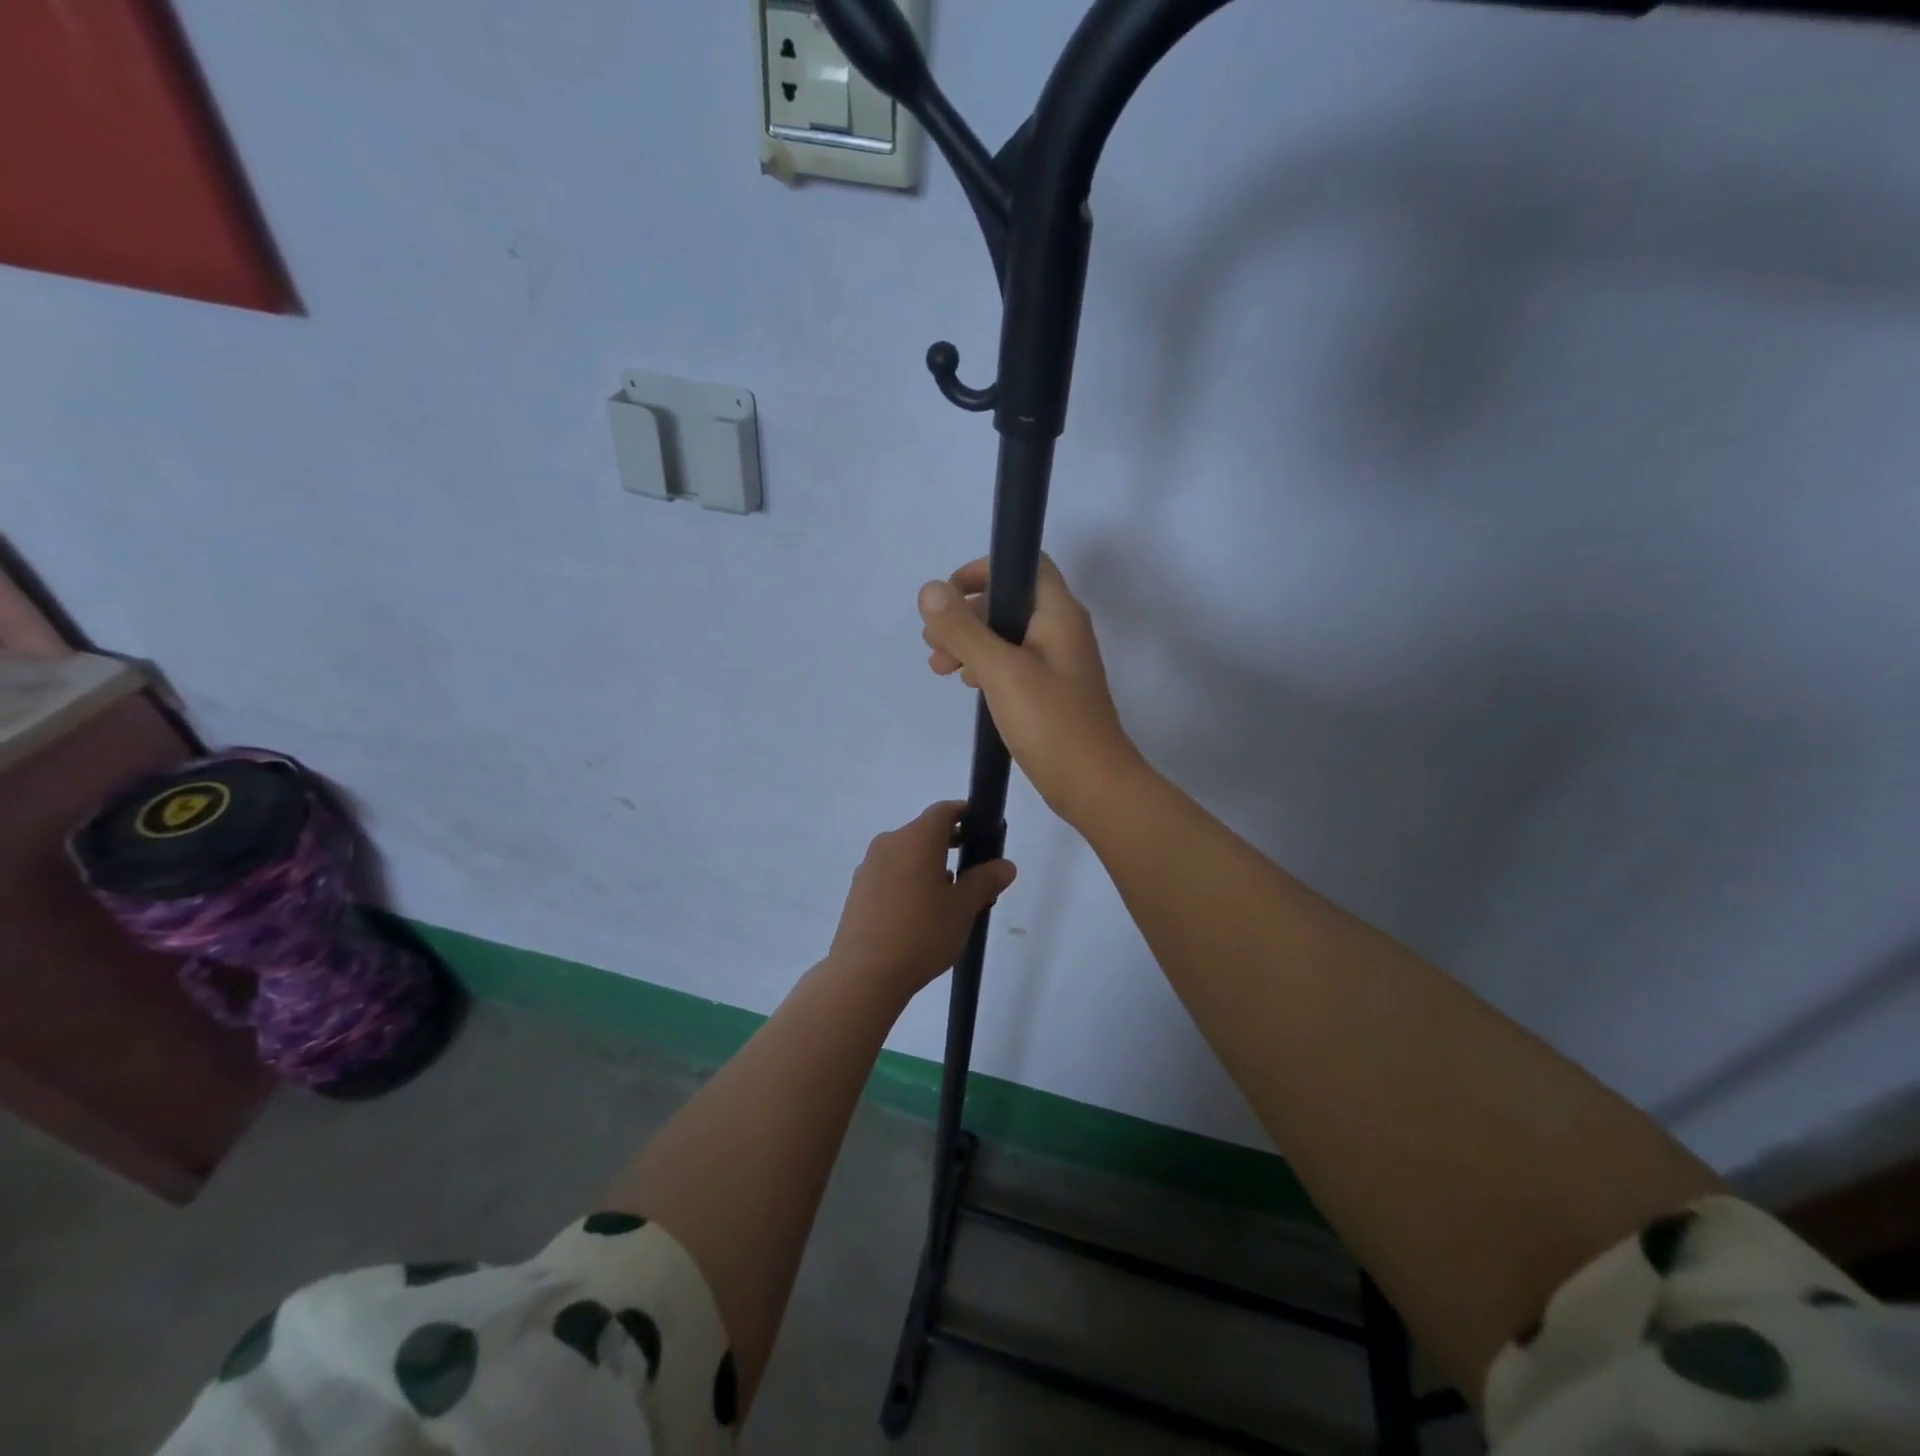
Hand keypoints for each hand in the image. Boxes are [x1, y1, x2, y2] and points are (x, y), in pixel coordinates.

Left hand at [826, 801, 1015, 999]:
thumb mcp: (963, 908)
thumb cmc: (922, 932)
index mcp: (917, 838)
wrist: (864, 974)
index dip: (966, 815)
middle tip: (973, 873)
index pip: (944, 811)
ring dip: (929, 867)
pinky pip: (890, 874)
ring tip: (949, 901)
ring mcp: (869, 866)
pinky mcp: (857, 890)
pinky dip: (909, 882)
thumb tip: (1005, 865)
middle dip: (950, 846)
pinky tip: (919, 915)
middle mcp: (890, 843)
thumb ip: (985, 881)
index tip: (983, 831)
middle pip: (924, 833)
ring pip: (907, 855)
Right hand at [918, 556, 1143, 822]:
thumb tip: (929, 590)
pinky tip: (967, 686)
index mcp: (1058, 613)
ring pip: (1006, 635)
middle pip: (1008, 601)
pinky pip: (1013, 664)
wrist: (1094, 785)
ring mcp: (1057, 662)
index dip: (983, 570)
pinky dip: (986, 667)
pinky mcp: (1050, 691)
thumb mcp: (1001, 671)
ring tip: (939, 669)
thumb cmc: (1051, 723)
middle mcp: (1061, 630)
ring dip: (970, 643)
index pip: (1023, 565)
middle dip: (966, 615)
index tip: (948, 597)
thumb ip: (964, 630)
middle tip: (933, 643)